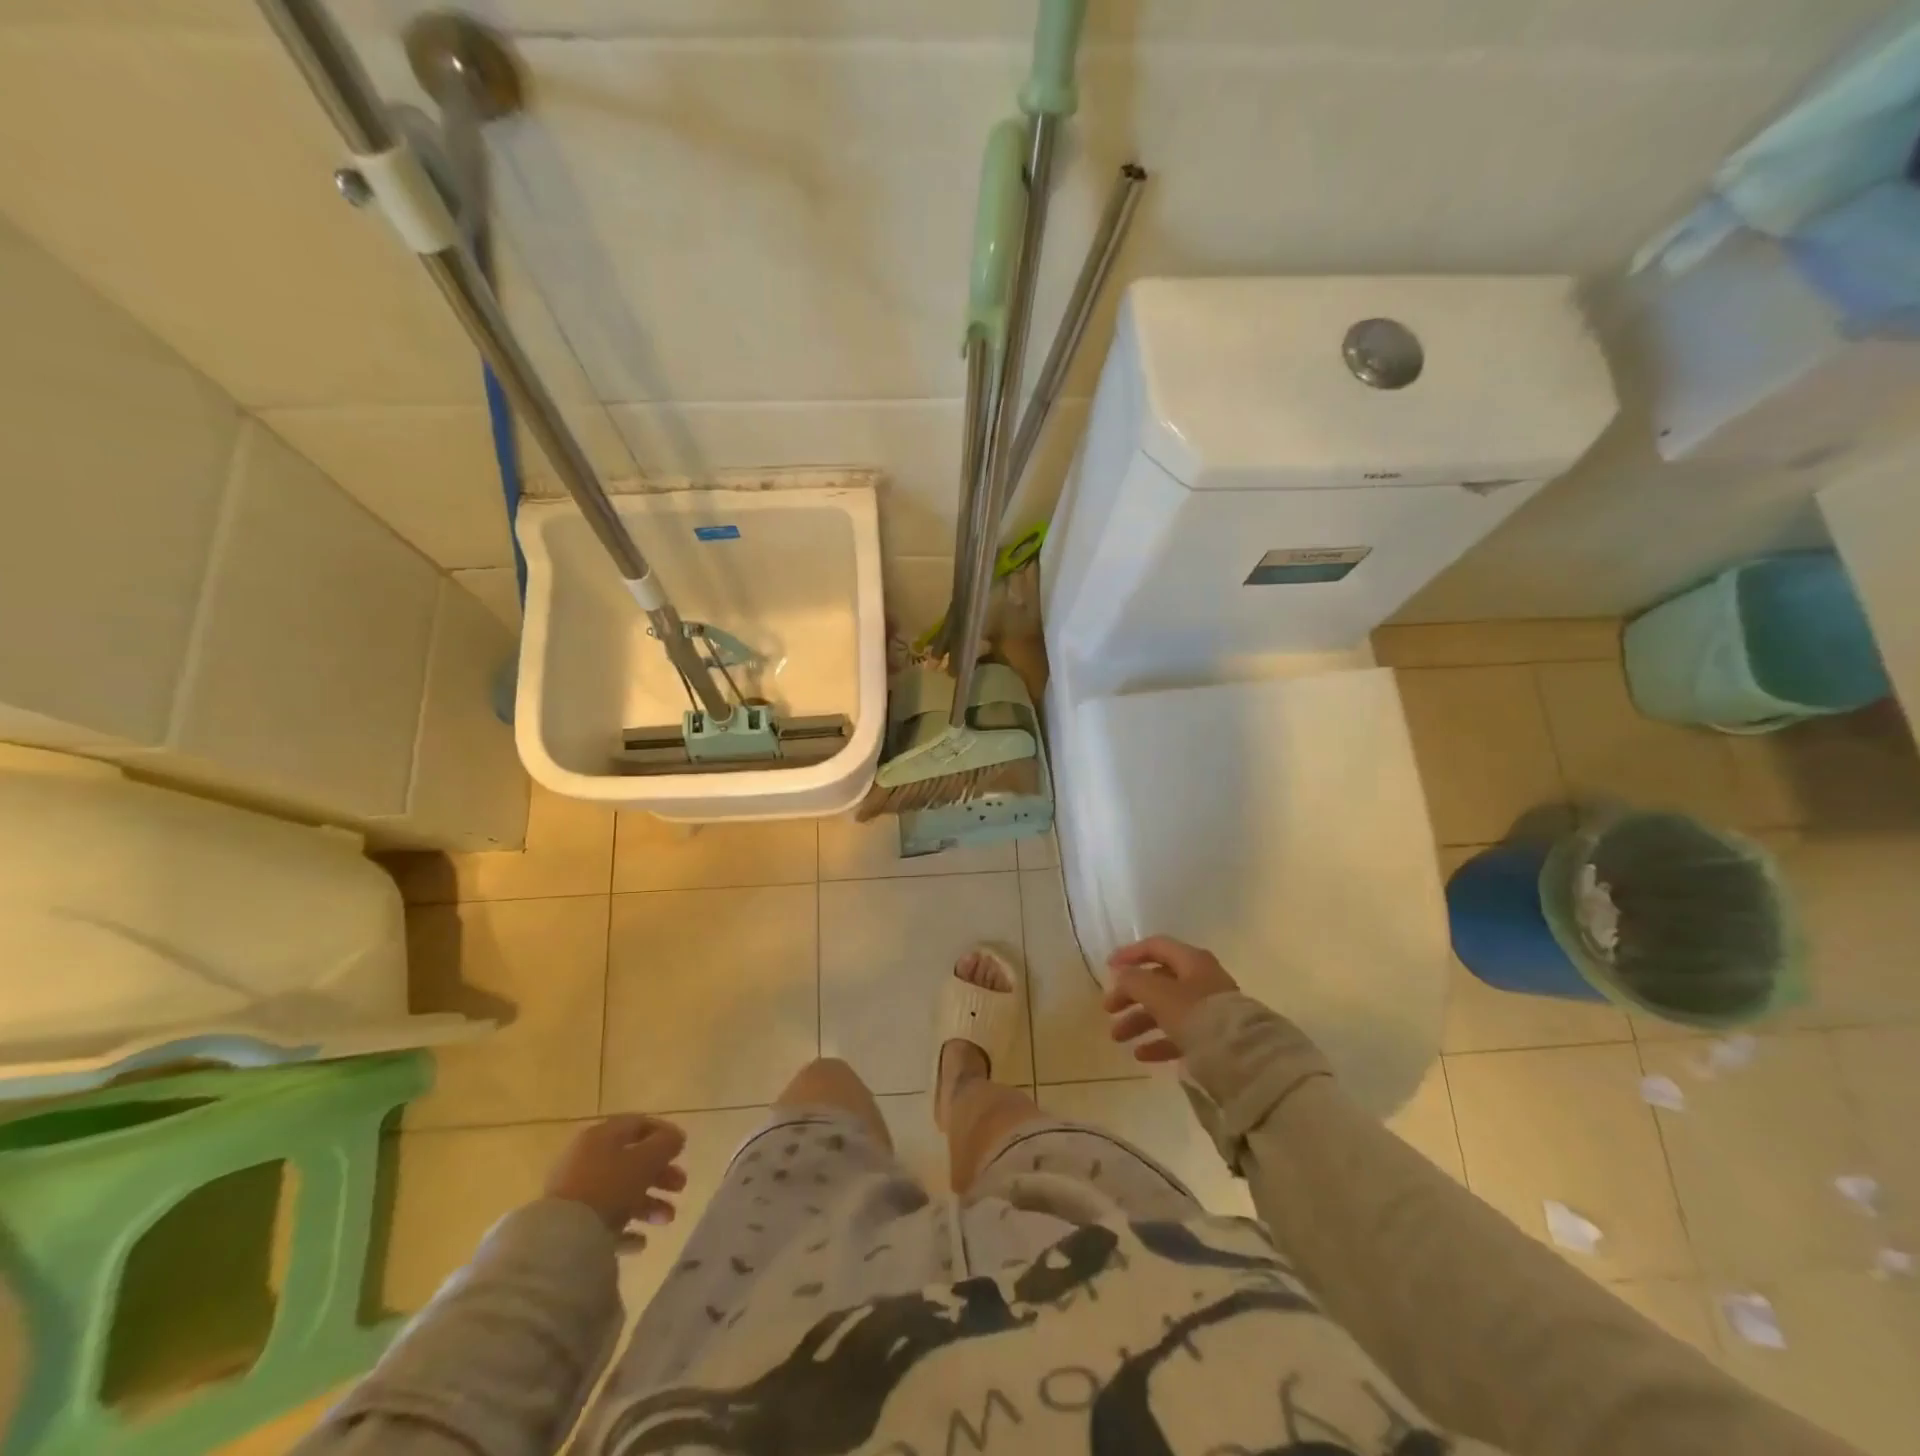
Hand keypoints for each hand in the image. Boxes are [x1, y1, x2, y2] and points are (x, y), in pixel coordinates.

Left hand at [544, 1115, 687, 1234]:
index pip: (638, 1124)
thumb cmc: (608, 1187)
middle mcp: (586, 1159)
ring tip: (667, 1219)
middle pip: (631, 1161)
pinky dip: (626, 1228)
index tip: (682, 1149)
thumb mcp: (646, 1159)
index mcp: (601, 1136)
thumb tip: (676, 1137)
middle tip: (680, 1186)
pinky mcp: (570, 1225)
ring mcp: (576, 1193)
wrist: (560, 1241)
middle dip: (660, 1174)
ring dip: (649, 1203)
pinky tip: (641, 1242)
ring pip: (620, 1192)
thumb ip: (666, 1144)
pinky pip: (604, 1221)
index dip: (663, 1133)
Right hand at [1103, 936, 1238, 1063]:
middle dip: (1130, 995)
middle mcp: (1200, 980)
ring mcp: (1208, 1009)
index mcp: (1191, 961)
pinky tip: (1141, 1055)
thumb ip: (1134, 980)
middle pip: (1158, 981)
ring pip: (1166, 1009)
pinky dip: (1158, 1041)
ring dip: (1139, 1020)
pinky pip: (1179, 1034)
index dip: (1130, 954)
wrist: (1242, 1057)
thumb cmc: (1196, 1014)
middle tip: (1108, 1009)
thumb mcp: (1158, 993)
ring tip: (1118, 1037)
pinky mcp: (1213, 1037)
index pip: (1156, 947)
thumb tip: (1121, 974)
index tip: (1107, 968)